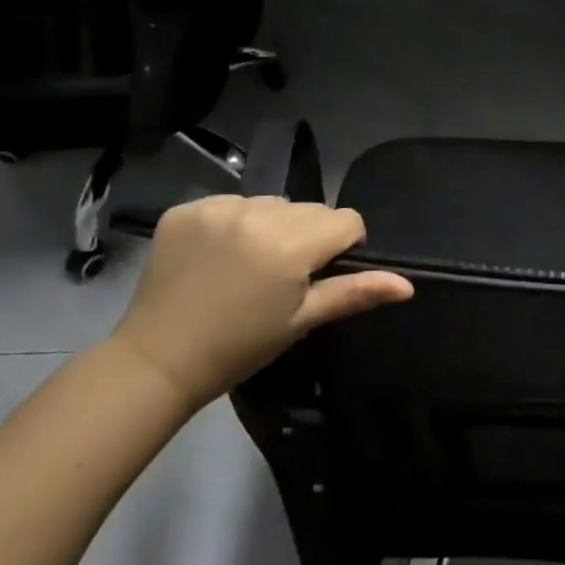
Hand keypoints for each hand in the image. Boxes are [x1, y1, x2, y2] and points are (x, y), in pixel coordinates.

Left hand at [109, 196, 412, 412]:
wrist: (157, 361)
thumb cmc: (240, 347)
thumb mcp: (302, 321)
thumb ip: (355, 292)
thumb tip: (407, 285)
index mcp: (290, 244)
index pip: (345, 219)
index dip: (344, 245)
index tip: (321, 274)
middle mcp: (257, 213)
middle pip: (309, 209)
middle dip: (307, 235)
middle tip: (282, 276)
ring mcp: (217, 207)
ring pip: (271, 203)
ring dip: (271, 225)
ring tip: (248, 264)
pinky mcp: (185, 208)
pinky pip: (231, 203)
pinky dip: (232, 223)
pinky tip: (216, 256)